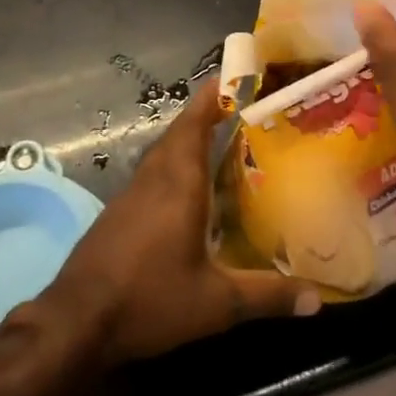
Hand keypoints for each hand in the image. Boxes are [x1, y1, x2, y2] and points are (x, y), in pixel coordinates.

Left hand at [45, 78, 321, 363]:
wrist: (78, 320)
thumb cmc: (150, 298)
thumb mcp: (216, 303)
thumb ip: (267, 295)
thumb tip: (318, 299)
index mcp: (179, 182)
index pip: (195, 122)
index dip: (212, 96)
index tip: (233, 75)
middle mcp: (154, 177)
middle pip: (180, 132)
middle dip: (206, 115)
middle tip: (239, 110)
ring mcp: (131, 194)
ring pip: (164, 153)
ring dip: (189, 141)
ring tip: (221, 144)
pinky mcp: (118, 213)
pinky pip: (153, 175)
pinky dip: (175, 168)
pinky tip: (190, 192)